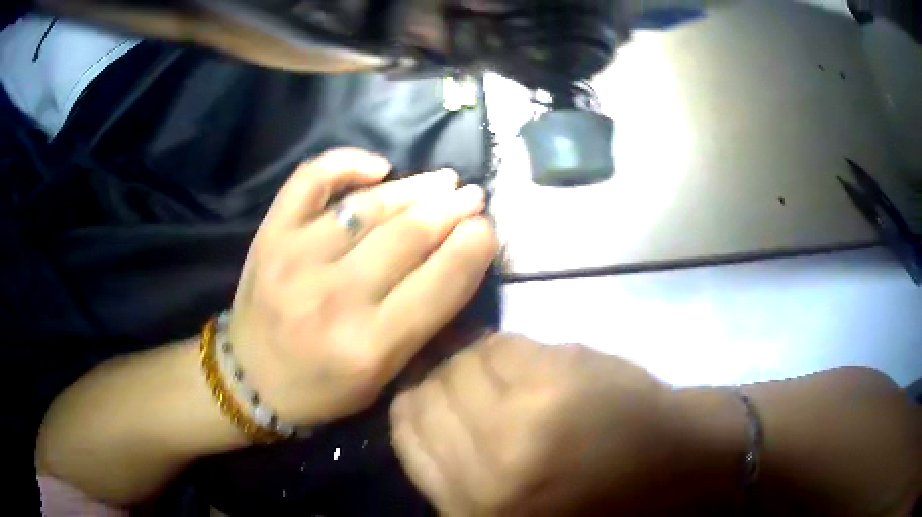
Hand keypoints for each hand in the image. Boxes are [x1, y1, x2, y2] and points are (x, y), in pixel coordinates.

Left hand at [229, 148, 496, 425]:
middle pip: (408, 237)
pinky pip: (309, 181)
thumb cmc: (323, 388)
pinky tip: (377, 166)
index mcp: (370, 346)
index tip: (487, 228)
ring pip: (368, 206)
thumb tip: (457, 258)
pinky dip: (345, 163)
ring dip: (414, 188)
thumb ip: (421, 321)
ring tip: (442, 181)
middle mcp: (334, 298)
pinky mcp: (270, 236)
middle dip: (452, 210)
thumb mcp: (383, 376)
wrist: (251, 379)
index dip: (473, 247)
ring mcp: (296, 259)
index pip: (440, 283)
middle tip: (472, 196)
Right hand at [390, 333, 682, 515]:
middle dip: (440, 376)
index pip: (405, 432)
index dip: (412, 401)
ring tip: (505, 370)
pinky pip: (508, 345)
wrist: (676, 468)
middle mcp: (488, 468)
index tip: (426, 389)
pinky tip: (536, 362)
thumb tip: (420, 402)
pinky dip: (513, 348)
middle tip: (466, 375)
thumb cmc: (595, 495)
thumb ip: (457, 468)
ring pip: (464, 360)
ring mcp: (527, 420)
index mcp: (473, 506)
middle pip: (429, 392)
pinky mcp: (562, 379)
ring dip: (477, 358)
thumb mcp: (508, 505)